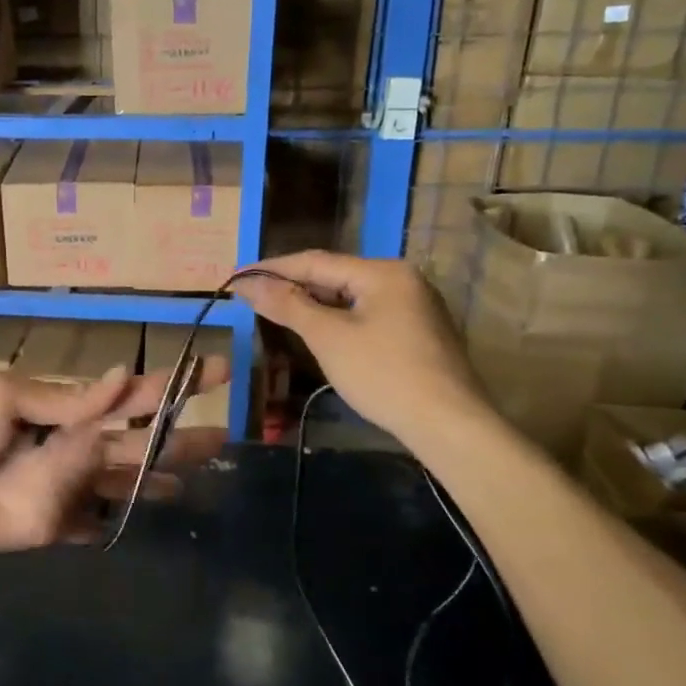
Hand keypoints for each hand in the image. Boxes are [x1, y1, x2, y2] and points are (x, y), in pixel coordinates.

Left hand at [0, 360, 228, 551]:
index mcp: (71, 410)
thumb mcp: (9, 399)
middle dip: (180, 439)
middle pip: (140, 444)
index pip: (134, 396)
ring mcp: (70, 488)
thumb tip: (124, 375)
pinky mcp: (57, 524)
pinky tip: (143, 521)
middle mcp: (79, 447)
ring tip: (194, 483)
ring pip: (126, 485)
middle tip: (223, 439)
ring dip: (158, 482)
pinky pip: (96, 524)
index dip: (177, 385)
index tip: (219, 372)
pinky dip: (118, 523)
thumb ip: (69, 398)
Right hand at [236, 251, 486, 448]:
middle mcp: (402, 279)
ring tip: (275, 311)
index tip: (237, 276)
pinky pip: (367, 315)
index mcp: (383, 272)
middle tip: (251, 296)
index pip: (315, 261)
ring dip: (313, 303)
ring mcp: (415, 306)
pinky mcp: (418, 332)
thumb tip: (247, 284)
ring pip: (351, 297)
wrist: (448, 424)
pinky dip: (337, 319)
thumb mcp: (328, 337)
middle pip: (335, 276)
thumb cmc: (383, 374)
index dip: (272, 268)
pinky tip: (317, 332)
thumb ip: (287, 305)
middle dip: (292, 285)